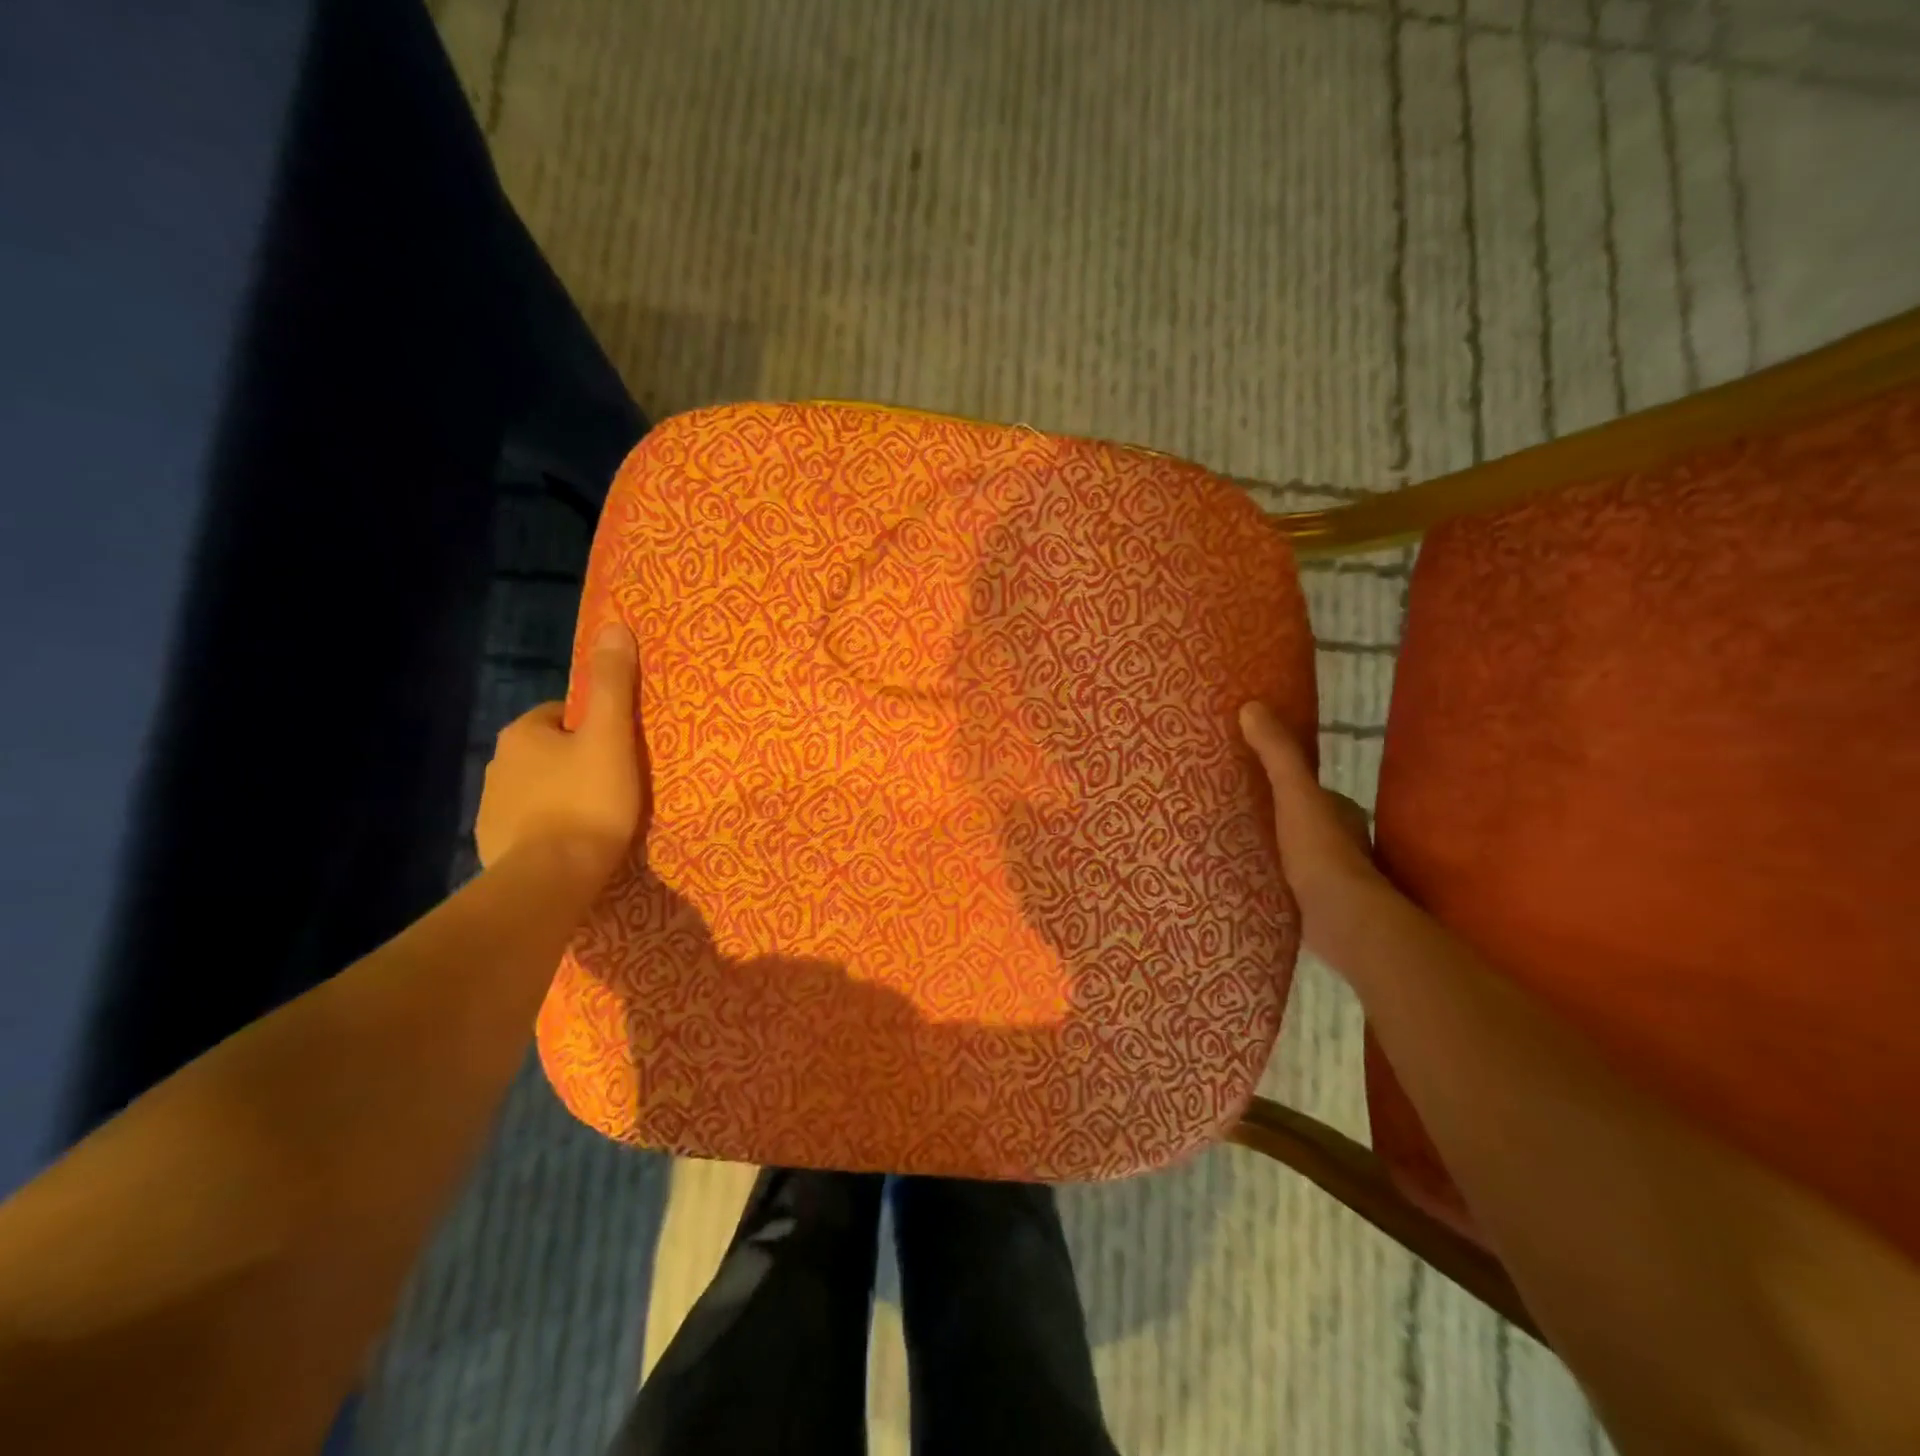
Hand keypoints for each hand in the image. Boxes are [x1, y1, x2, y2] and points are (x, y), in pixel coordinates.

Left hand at [476, 622, 643, 882]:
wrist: (551, 877)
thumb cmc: (588, 800)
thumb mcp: (611, 736)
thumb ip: (612, 683)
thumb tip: (613, 624)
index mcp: (524, 733)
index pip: (564, 714)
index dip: (595, 728)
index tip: (620, 751)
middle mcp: (499, 762)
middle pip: (550, 750)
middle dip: (577, 761)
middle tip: (615, 784)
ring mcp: (492, 805)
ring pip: (538, 786)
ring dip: (562, 793)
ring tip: (598, 816)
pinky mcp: (492, 842)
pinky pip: (528, 822)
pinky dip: (548, 826)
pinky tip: (572, 843)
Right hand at [1238, 701, 1384, 951]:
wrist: (1343, 920)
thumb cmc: (1321, 851)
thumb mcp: (1295, 794)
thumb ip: (1277, 754)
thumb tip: (1251, 706)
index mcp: (1341, 812)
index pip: (1309, 791)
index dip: (1284, 783)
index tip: (1249, 780)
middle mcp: (1342, 842)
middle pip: (1300, 821)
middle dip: (1274, 817)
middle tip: (1232, 812)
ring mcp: (1332, 877)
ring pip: (1295, 854)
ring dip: (1272, 849)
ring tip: (1231, 844)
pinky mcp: (1317, 906)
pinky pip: (1288, 883)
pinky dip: (1272, 878)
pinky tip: (1246, 879)